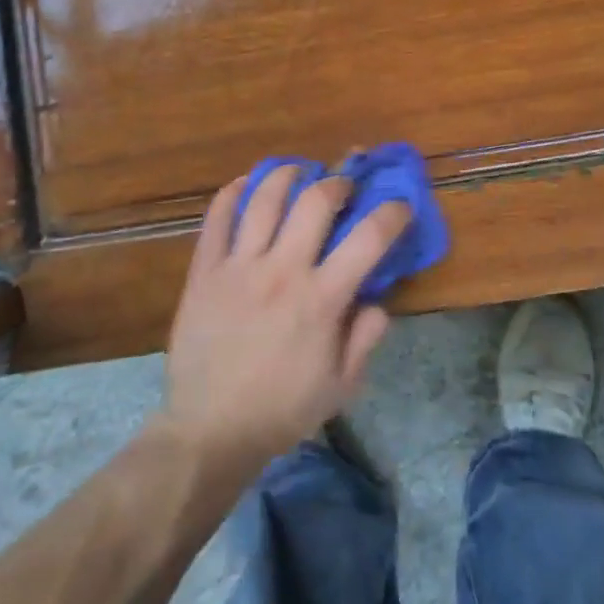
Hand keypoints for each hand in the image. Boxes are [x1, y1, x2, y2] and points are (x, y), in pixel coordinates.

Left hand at [162, 167, 408, 467]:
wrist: (210, 430)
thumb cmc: (282, 411)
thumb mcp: (342, 386)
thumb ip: (365, 338)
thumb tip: (377, 300)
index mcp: (321, 300)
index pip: (368, 239)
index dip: (392, 214)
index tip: (399, 206)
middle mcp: (282, 271)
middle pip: (315, 202)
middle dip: (338, 184)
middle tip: (343, 188)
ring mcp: (238, 267)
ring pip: (265, 199)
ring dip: (287, 175)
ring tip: (298, 172)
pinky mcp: (204, 272)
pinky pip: (216, 219)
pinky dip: (232, 194)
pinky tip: (245, 185)